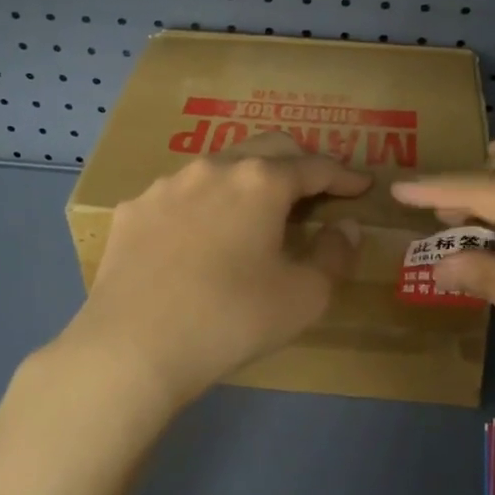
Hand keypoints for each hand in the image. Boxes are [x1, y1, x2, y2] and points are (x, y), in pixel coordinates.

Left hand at [60, 133, 370, 414]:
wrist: (132, 348)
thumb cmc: (231, 319)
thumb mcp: (304, 297)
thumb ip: (335, 255)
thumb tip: (344, 227)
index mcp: (261, 182)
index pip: (315, 166)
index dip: (343, 176)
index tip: (361, 186)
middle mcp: (215, 167)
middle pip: (268, 147)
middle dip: (298, 161)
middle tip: (315, 188)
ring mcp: (168, 184)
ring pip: (219, 165)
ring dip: (247, 179)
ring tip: (254, 210)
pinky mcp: (134, 208)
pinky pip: (179, 195)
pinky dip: (202, 205)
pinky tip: (198, 236)